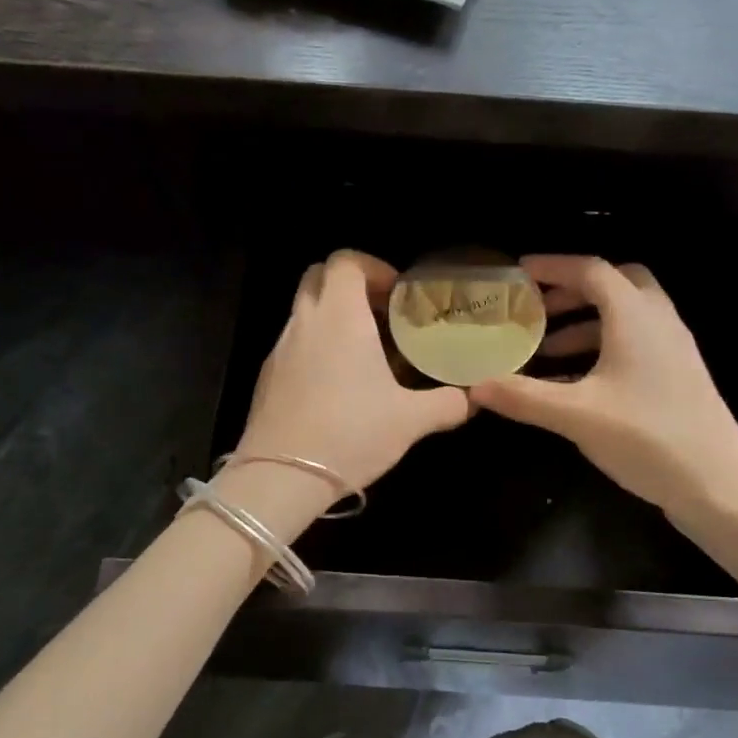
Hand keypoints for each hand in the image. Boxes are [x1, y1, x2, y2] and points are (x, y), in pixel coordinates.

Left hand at [236, 250, 471, 496]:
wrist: (281, 477)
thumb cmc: (351, 434)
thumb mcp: (410, 421)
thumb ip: (446, 404)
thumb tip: (470, 399)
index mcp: (340, 316)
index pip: (346, 260)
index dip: (374, 267)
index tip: (397, 294)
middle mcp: (305, 322)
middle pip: (319, 276)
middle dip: (350, 285)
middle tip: (381, 314)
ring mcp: (280, 348)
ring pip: (304, 311)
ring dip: (333, 318)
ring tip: (365, 352)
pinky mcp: (267, 376)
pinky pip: (294, 344)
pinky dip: (316, 346)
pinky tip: (338, 386)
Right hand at [471, 255, 737, 524]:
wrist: (719, 483)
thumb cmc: (648, 437)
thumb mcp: (576, 416)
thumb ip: (523, 397)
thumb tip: (474, 387)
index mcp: (635, 316)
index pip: (591, 270)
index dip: (553, 266)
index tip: (519, 272)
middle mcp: (658, 320)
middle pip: (616, 282)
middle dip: (574, 289)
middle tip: (538, 307)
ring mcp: (673, 348)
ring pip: (627, 314)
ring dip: (586, 321)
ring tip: (547, 348)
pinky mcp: (678, 374)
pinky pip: (636, 341)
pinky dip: (603, 345)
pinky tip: (577, 381)